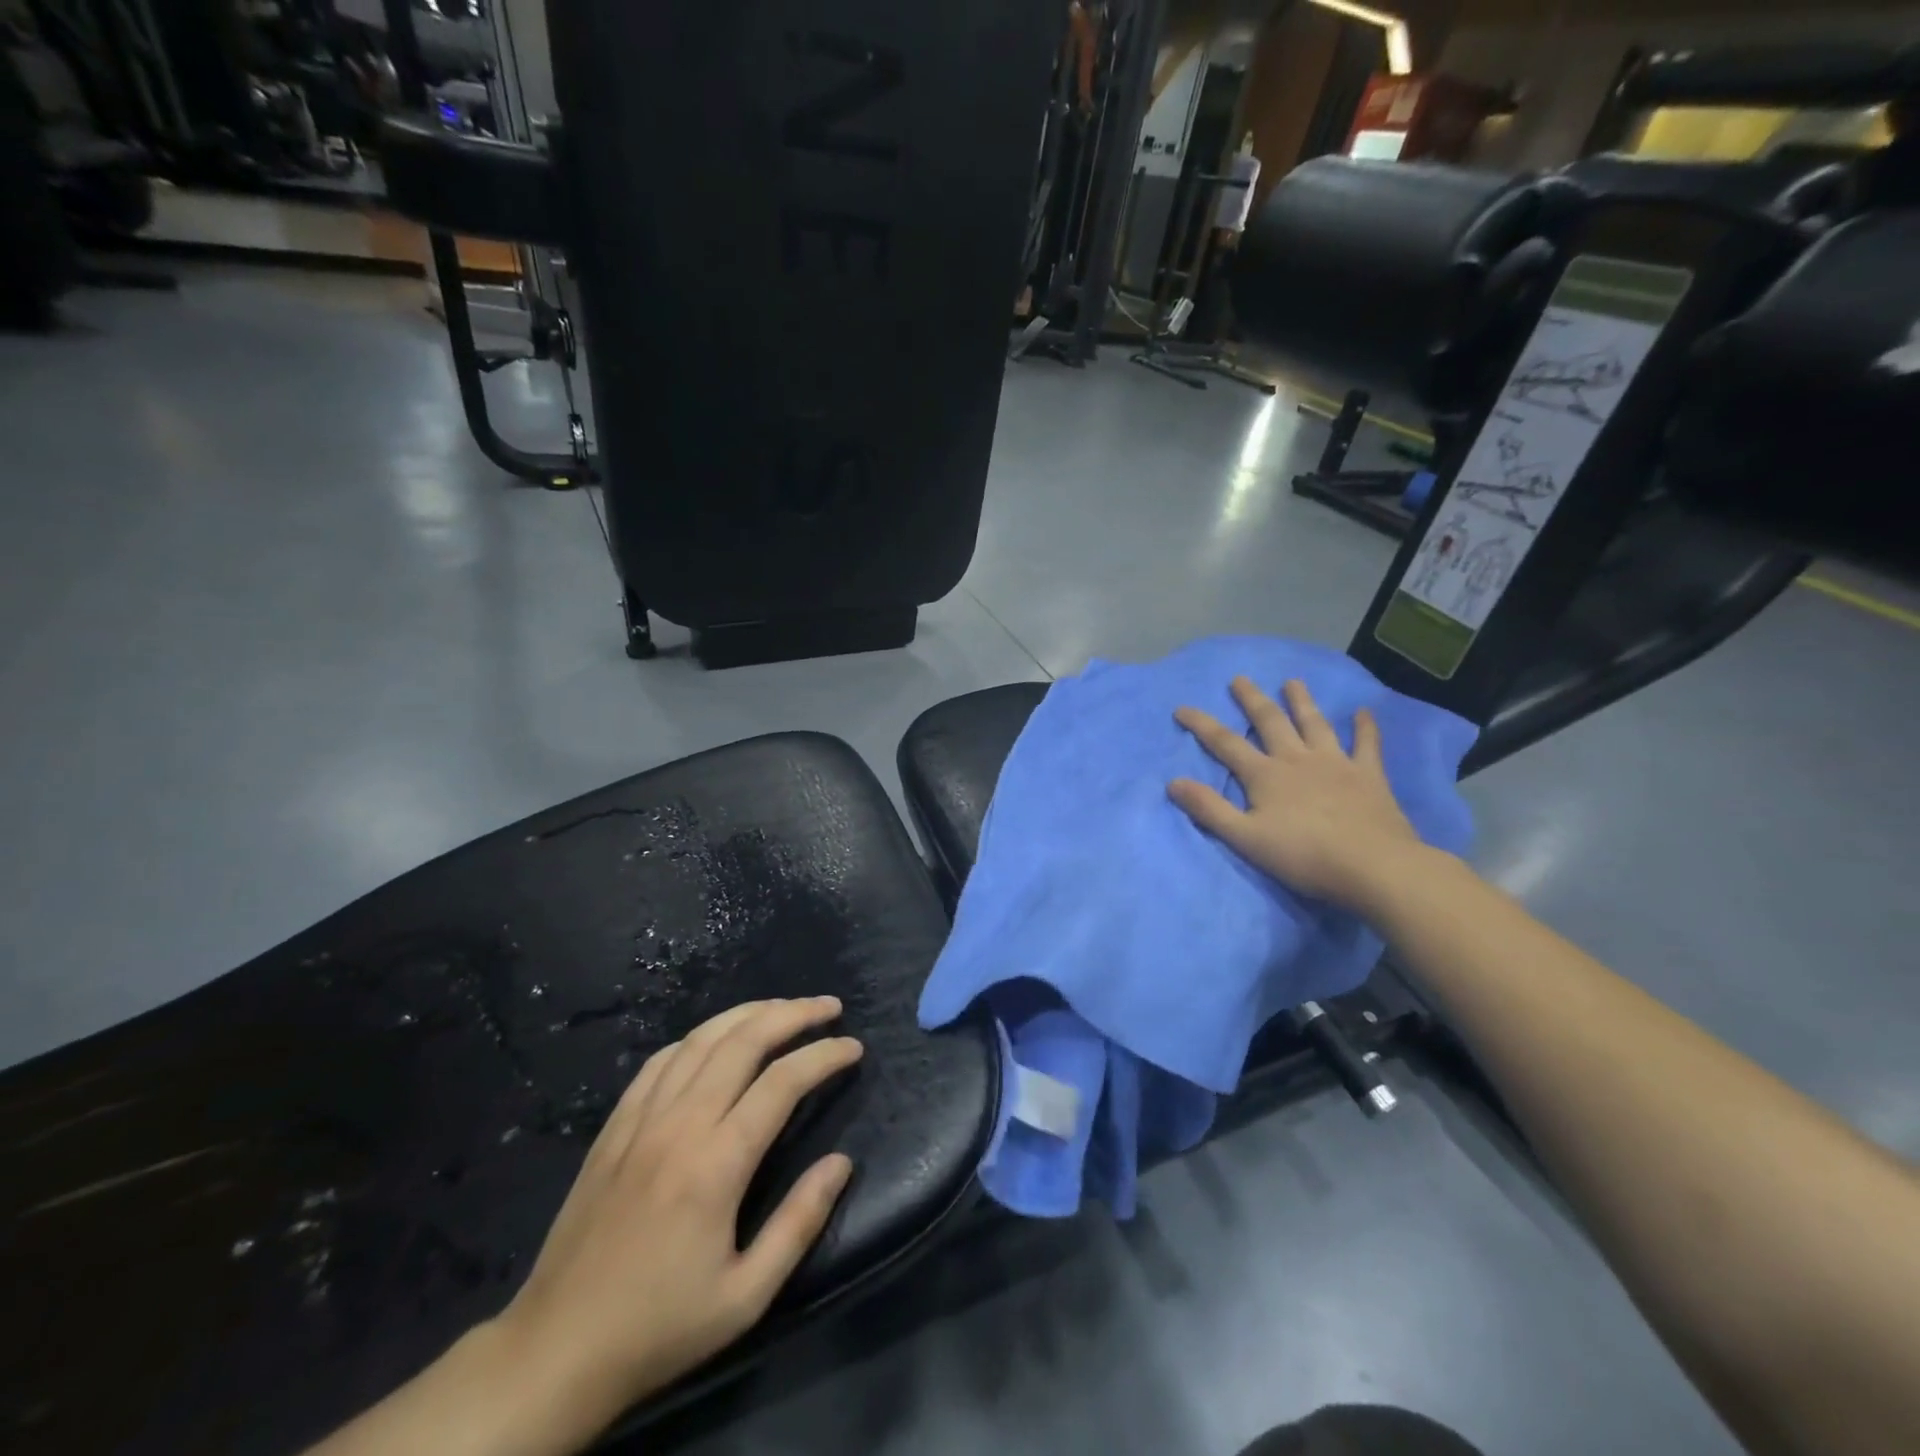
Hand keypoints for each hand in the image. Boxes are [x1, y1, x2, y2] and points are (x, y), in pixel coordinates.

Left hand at [488, 998, 860, 1442]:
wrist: (556, 1351)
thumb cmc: (661, 1327)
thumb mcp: (746, 1296)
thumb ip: (799, 1223)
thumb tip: (842, 1162)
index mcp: (716, 1163)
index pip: (783, 1082)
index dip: (824, 1055)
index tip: (854, 1047)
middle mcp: (680, 1124)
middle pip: (744, 1041)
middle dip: (793, 1014)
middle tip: (829, 1006)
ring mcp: (641, 1119)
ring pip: (702, 1038)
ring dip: (749, 1013)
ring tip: (784, 1007)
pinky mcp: (614, 1126)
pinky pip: (660, 1060)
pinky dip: (698, 1037)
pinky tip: (716, 1038)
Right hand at [1169, 677, 1424, 911]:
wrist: (1372, 865)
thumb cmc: (1303, 855)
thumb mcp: (1245, 838)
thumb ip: (1209, 809)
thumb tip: (1173, 782)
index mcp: (1265, 775)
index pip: (1225, 743)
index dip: (1201, 725)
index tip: (1182, 708)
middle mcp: (1297, 759)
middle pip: (1270, 722)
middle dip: (1252, 699)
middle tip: (1240, 678)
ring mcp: (1335, 763)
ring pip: (1314, 724)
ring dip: (1302, 701)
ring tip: (1293, 681)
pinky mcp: (1368, 775)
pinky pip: (1366, 744)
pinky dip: (1364, 727)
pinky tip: (1363, 712)